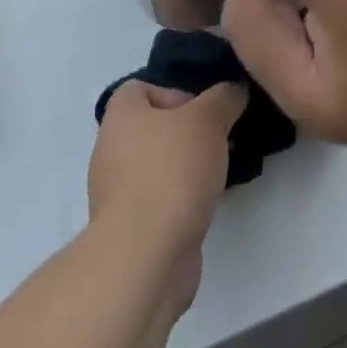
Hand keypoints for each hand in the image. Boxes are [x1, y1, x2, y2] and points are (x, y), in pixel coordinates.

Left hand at [87, 80, 245, 313]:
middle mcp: (112, 150)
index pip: (140, 88)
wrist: (146, 259)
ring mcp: (119, 194)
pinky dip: (183, 199)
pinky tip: (208, 204)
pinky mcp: (132, 230)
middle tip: (219, 139)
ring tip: (221, 171)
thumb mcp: (208, 119)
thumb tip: (234, 90)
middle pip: (154, 128)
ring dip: (189, 167)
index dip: (174, 92)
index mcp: (120, 116)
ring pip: (160, 166)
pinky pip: (161, 200)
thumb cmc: (171, 172)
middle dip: (189, 132)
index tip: (202, 109)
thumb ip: (224, 98)